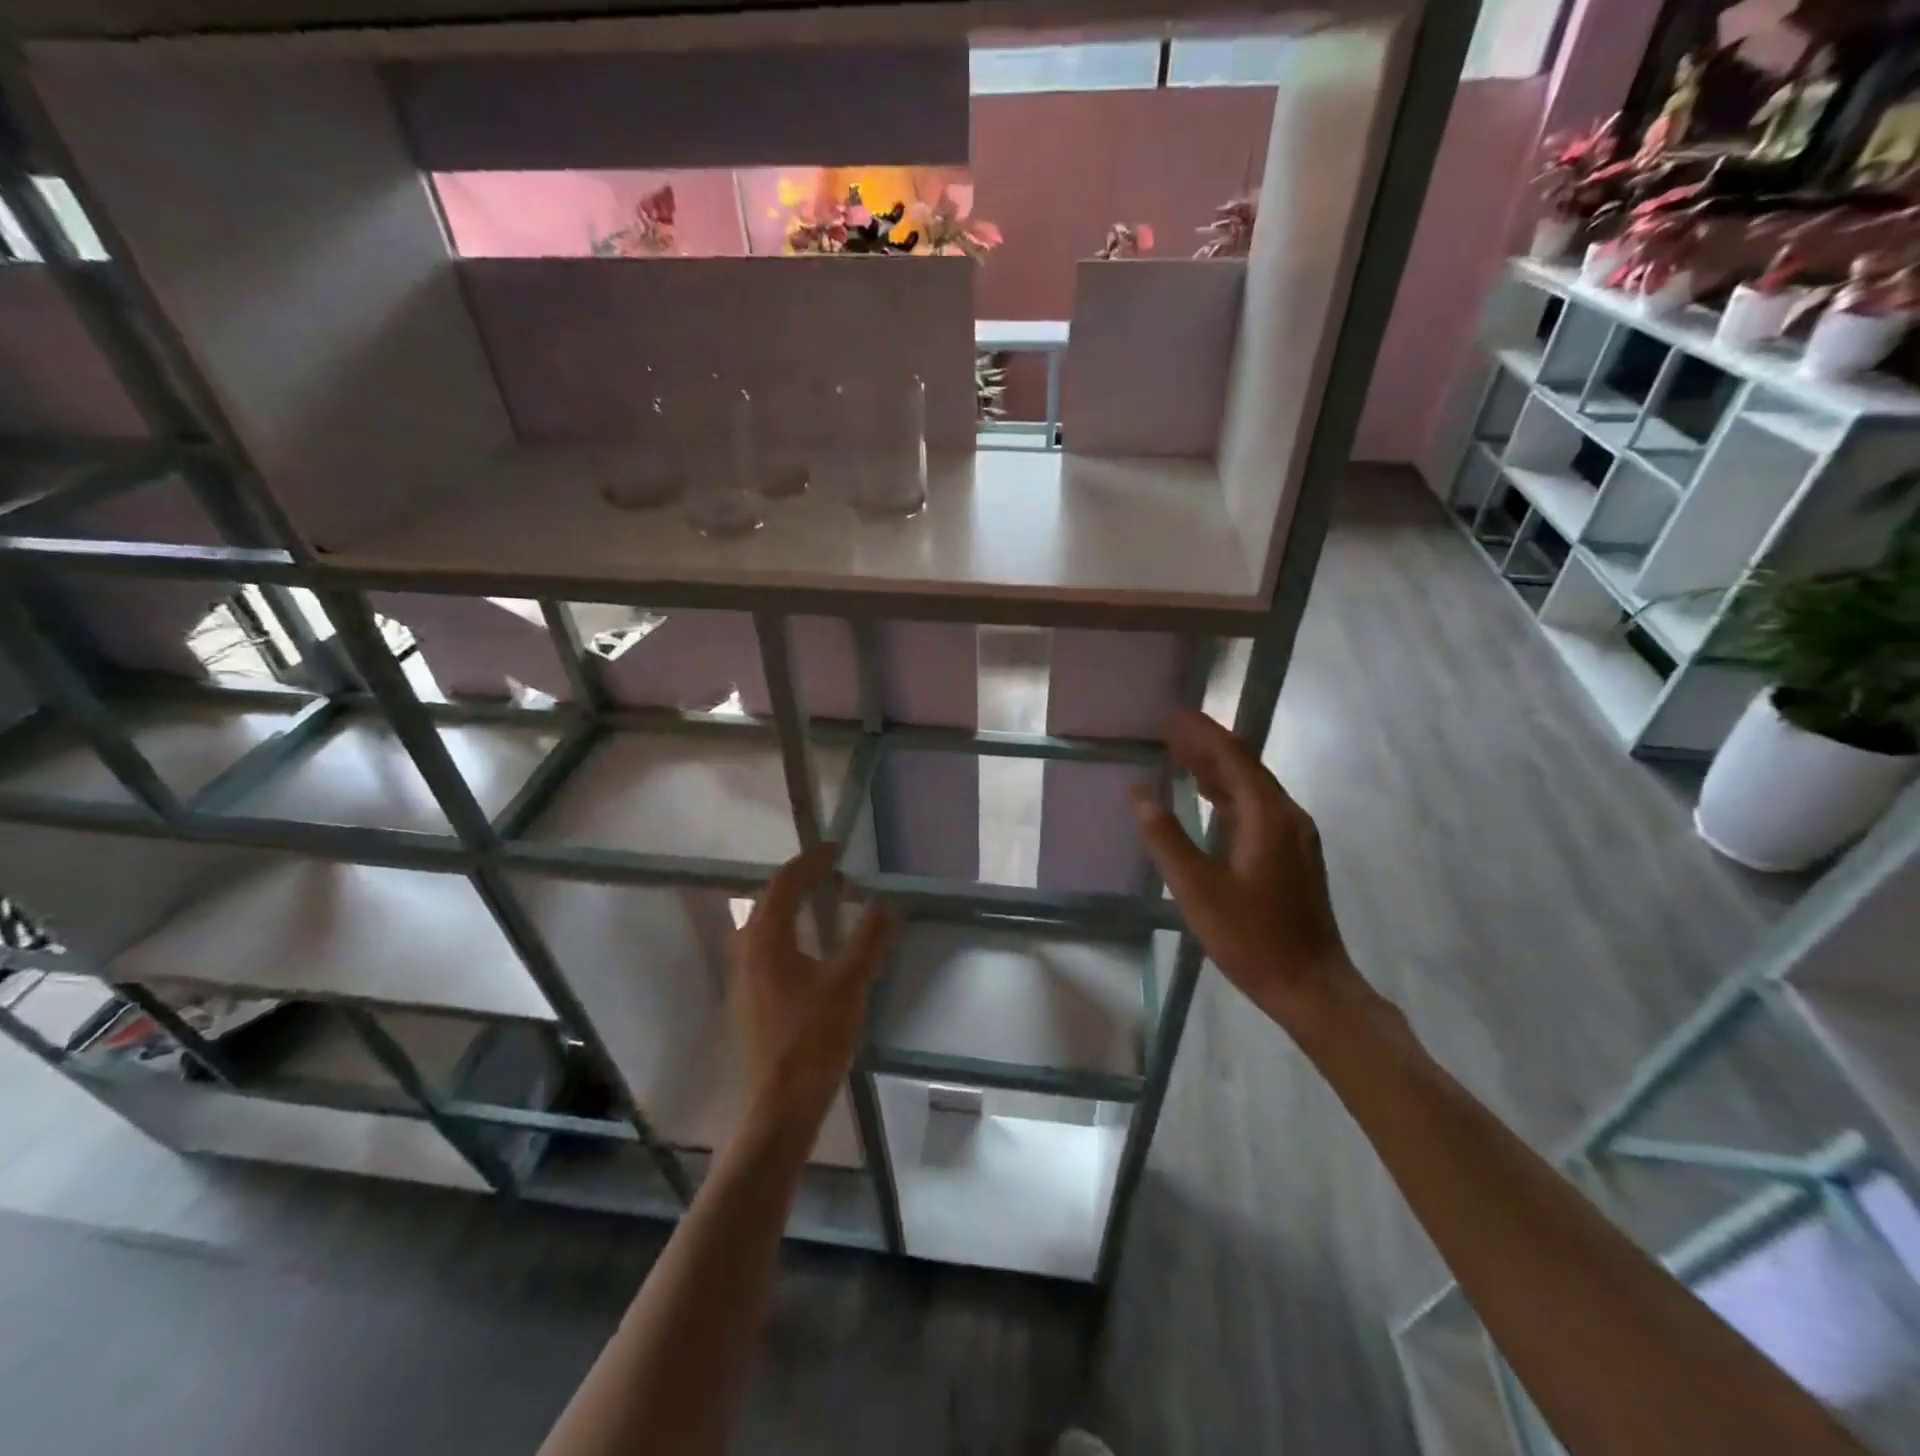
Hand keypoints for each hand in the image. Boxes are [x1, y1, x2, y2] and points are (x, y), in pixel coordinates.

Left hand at [733, 845, 893, 1130]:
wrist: (780, 1105)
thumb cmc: (814, 1038)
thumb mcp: (850, 982)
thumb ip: (869, 938)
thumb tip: (884, 903)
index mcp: (766, 938)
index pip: (786, 882)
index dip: (812, 860)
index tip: (837, 848)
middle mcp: (747, 948)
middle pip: (772, 899)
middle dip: (803, 880)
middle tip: (836, 873)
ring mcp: (743, 975)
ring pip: (768, 923)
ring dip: (796, 905)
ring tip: (827, 902)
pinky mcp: (749, 996)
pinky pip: (768, 945)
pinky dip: (791, 930)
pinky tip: (813, 947)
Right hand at [1130, 709, 1364, 1034]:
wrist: (1312, 986)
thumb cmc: (1252, 938)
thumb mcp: (1198, 890)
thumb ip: (1166, 838)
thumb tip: (1139, 793)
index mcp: (1267, 816)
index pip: (1232, 757)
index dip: (1201, 733)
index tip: (1172, 714)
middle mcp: (1286, 815)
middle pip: (1244, 766)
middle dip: (1207, 745)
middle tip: (1168, 729)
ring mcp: (1294, 835)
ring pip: (1252, 787)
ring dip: (1217, 768)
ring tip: (1179, 755)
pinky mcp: (1292, 853)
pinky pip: (1257, 808)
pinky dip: (1228, 794)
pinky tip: (1207, 798)